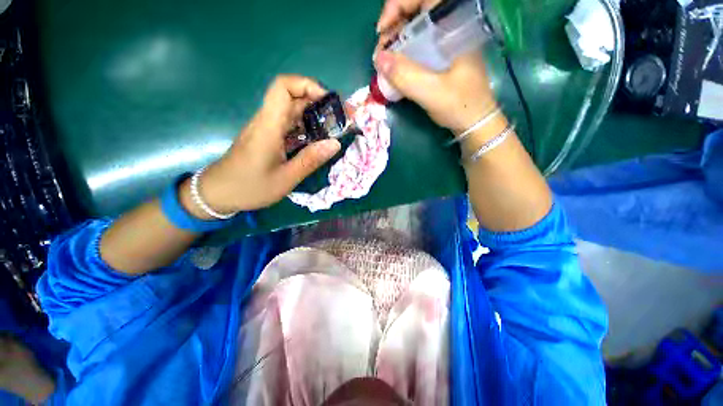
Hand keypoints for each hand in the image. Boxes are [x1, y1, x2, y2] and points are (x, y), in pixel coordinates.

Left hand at [182, 75, 341, 214]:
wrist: (218, 193)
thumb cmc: (250, 187)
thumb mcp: (286, 178)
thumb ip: (311, 160)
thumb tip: (335, 143)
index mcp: (269, 126)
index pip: (283, 87)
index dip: (307, 85)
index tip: (328, 102)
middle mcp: (266, 121)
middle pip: (291, 96)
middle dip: (317, 102)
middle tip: (337, 119)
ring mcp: (265, 128)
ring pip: (290, 110)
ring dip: (312, 115)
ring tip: (331, 130)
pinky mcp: (266, 136)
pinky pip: (288, 124)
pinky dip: (304, 127)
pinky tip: (315, 141)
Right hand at [374, 0, 497, 134]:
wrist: (473, 122)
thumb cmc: (460, 105)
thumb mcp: (432, 92)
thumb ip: (406, 76)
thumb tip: (379, 59)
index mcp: (454, 27)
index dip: (398, 5)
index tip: (382, 30)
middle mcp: (448, 29)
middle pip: (415, 13)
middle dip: (392, 28)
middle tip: (380, 53)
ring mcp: (442, 44)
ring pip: (413, 31)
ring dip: (394, 43)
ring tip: (383, 64)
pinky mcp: (438, 58)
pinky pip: (415, 48)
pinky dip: (401, 55)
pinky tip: (393, 69)